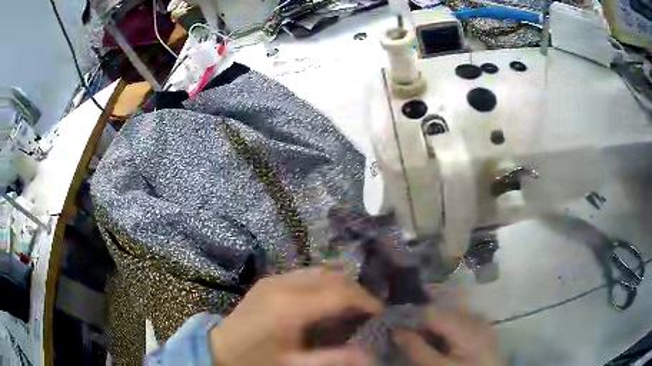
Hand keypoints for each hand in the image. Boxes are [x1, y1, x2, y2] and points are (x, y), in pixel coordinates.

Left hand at [210, 267, 381, 365]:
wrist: (219, 348)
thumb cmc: (257, 360)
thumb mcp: (296, 364)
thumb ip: (334, 358)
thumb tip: (370, 355)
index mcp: (290, 307)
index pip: (340, 292)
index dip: (365, 300)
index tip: (379, 312)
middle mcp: (283, 285)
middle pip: (333, 276)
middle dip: (355, 291)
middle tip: (366, 310)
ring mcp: (274, 279)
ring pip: (320, 271)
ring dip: (340, 284)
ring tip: (349, 305)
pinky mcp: (268, 279)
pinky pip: (305, 273)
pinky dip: (323, 283)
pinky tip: (323, 300)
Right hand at [393, 308, 502, 365]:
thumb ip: (417, 349)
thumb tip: (396, 330)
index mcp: (468, 325)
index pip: (432, 312)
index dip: (412, 320)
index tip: (398, 331)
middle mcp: (476, 317)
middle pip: (441, 313)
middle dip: (423, 325)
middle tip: (412, 341)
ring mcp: (481, 322)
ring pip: (449, 318)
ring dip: (434, 329)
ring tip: (427, 345)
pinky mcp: (483, 329)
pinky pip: (459, 323)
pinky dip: (446, 332)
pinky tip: (443, 346)